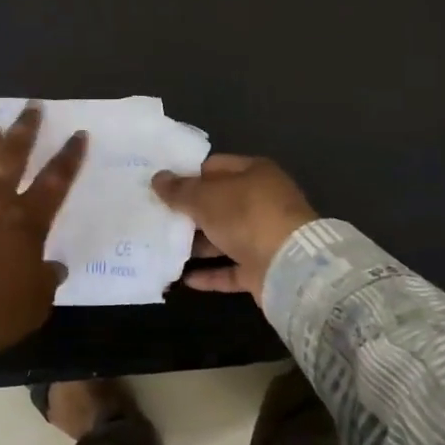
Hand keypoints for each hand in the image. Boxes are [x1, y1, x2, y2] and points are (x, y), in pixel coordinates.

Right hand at [151, 154, 317, 299]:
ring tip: (162, 246)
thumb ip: (180, 190)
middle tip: (155, 216)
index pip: (214, 166)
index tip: (160, 185)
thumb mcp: (206, 197)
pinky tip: (184, 278)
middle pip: (218, 202)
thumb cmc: (246, 216)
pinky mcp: (261, 268)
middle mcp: (261, 201)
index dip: (187, 174)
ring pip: (223, 236)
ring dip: (197, 244)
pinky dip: (210, 273)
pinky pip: (230, 268)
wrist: (289, 266)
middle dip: (189, 211)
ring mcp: (263, 236)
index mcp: (254, 173)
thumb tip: (157, 178)